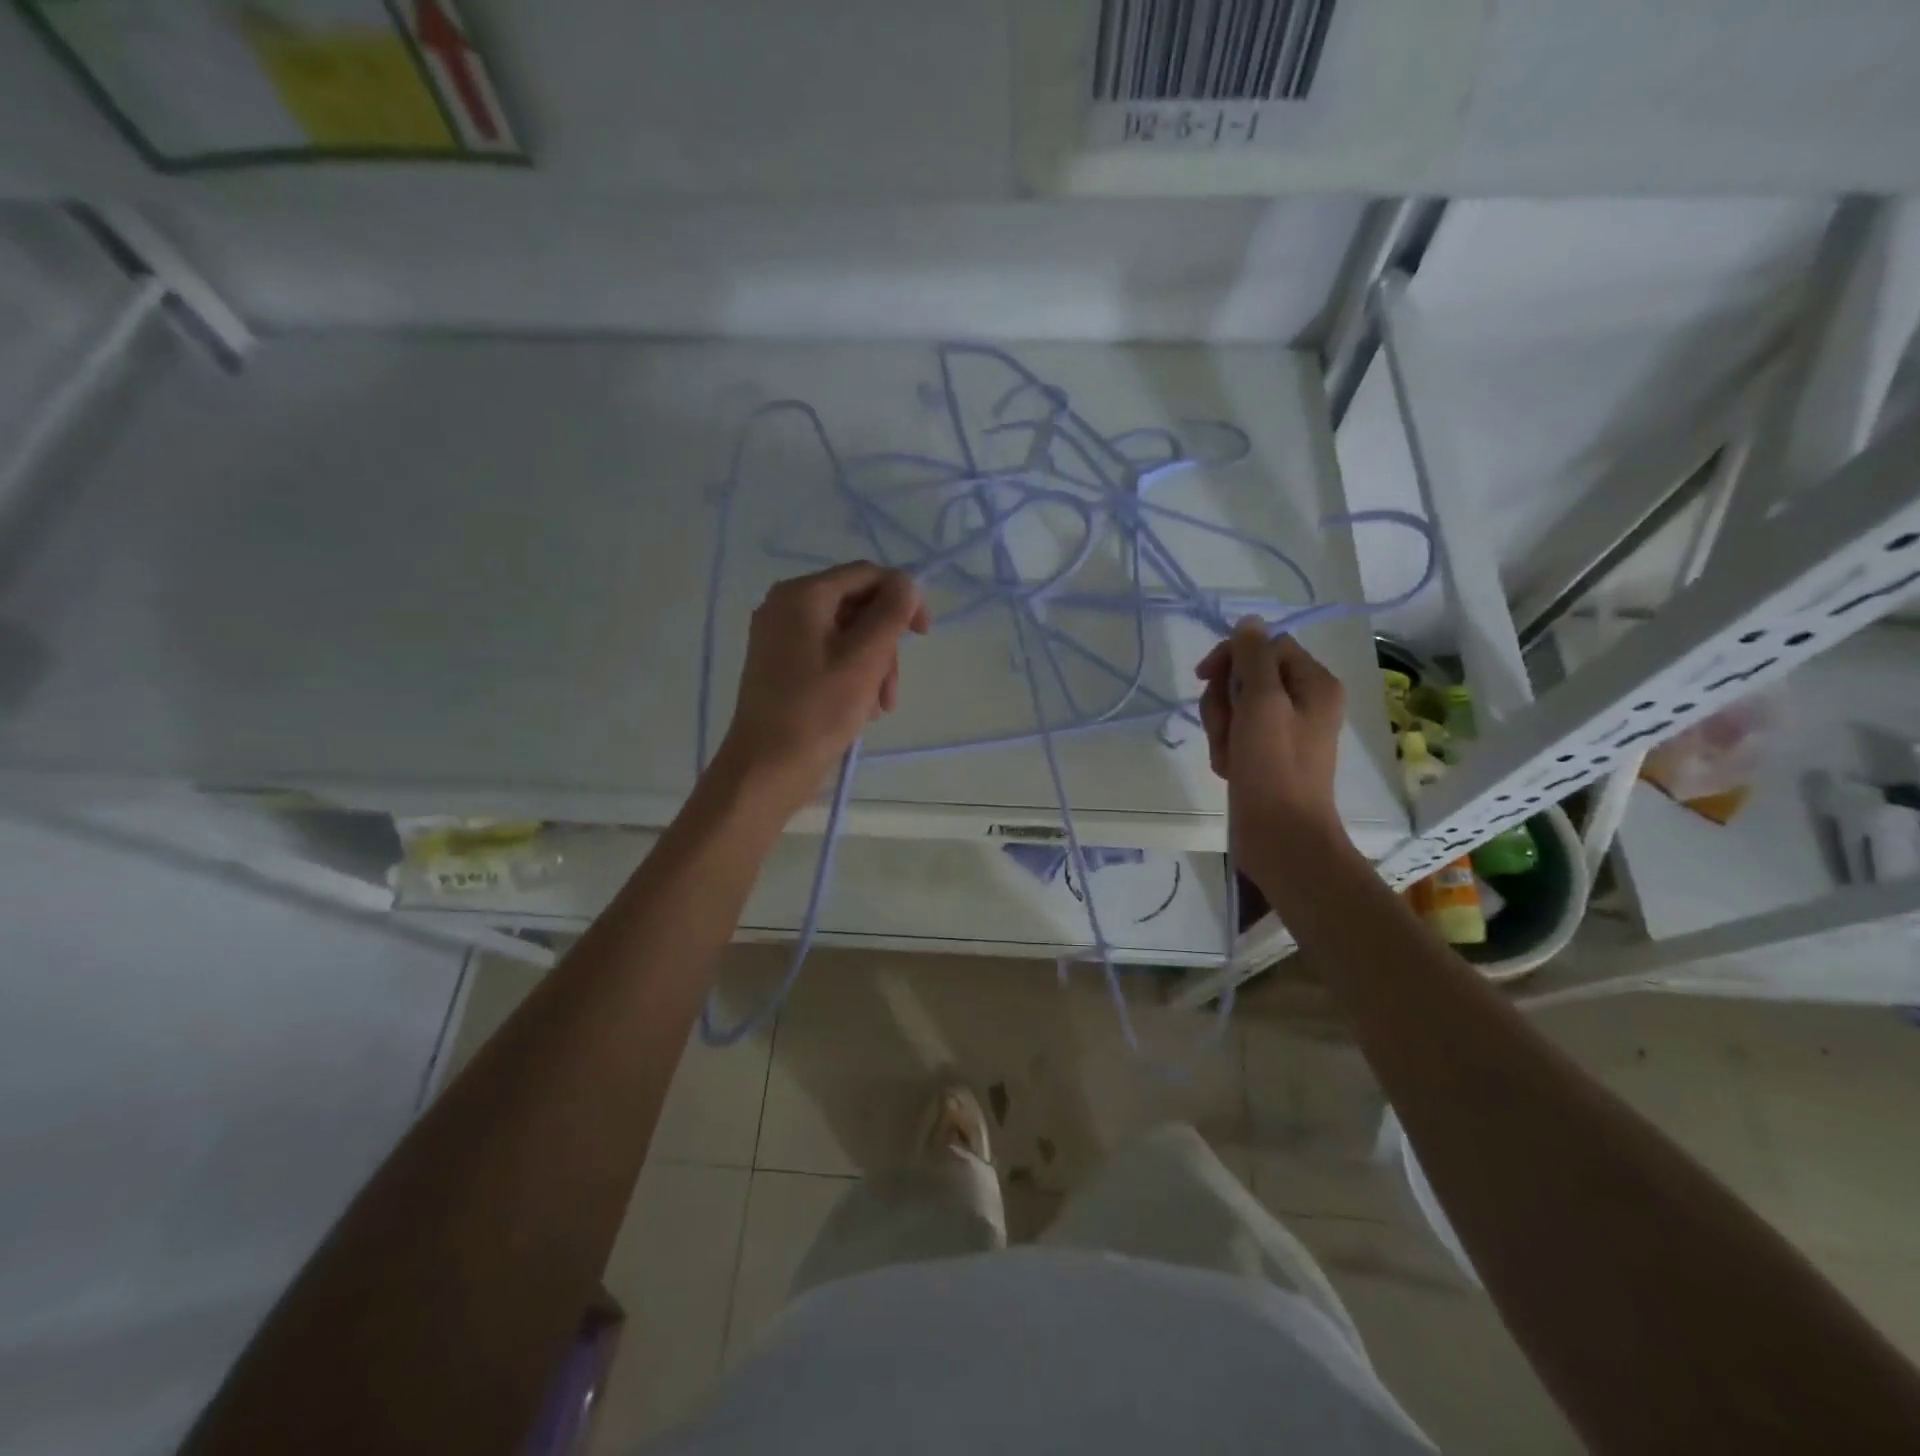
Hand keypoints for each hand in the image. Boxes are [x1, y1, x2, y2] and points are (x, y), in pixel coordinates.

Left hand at [716, 562, 929, 810]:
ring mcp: (780, 637)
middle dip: (884, 644)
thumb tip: (908, 582)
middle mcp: (786, 606)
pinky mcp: (781, 666)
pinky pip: (829, 655)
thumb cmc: (817, 711)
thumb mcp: (864, 659)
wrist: (766, 769)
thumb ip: (891, 614)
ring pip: (847, 635)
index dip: (902, 597)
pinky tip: (860, 709)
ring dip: (873, 666)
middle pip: (857, 606)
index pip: (866, 574)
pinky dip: (852, 676)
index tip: (924, 634)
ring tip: (878, 707)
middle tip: (892, 689)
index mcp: (802, 595)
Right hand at [1196, 617, 1348, 873]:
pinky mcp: (1265, 755)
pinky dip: (1226, 749)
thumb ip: (1253, 657)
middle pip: (1246, 676)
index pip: (1264, 646)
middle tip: (1228, 729)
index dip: (1232, 657)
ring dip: (1221, 728)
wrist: (1281, 837)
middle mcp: (1303, 701)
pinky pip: (1235, 735)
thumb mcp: (1262, 702)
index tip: (1205, 677)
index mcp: (1314, 683)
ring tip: (1230, 756)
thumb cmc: (1274, 768)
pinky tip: (1231, 770)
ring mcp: (1283, 731)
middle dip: (1225, 701)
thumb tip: (1249, 622)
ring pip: (1235, 707)